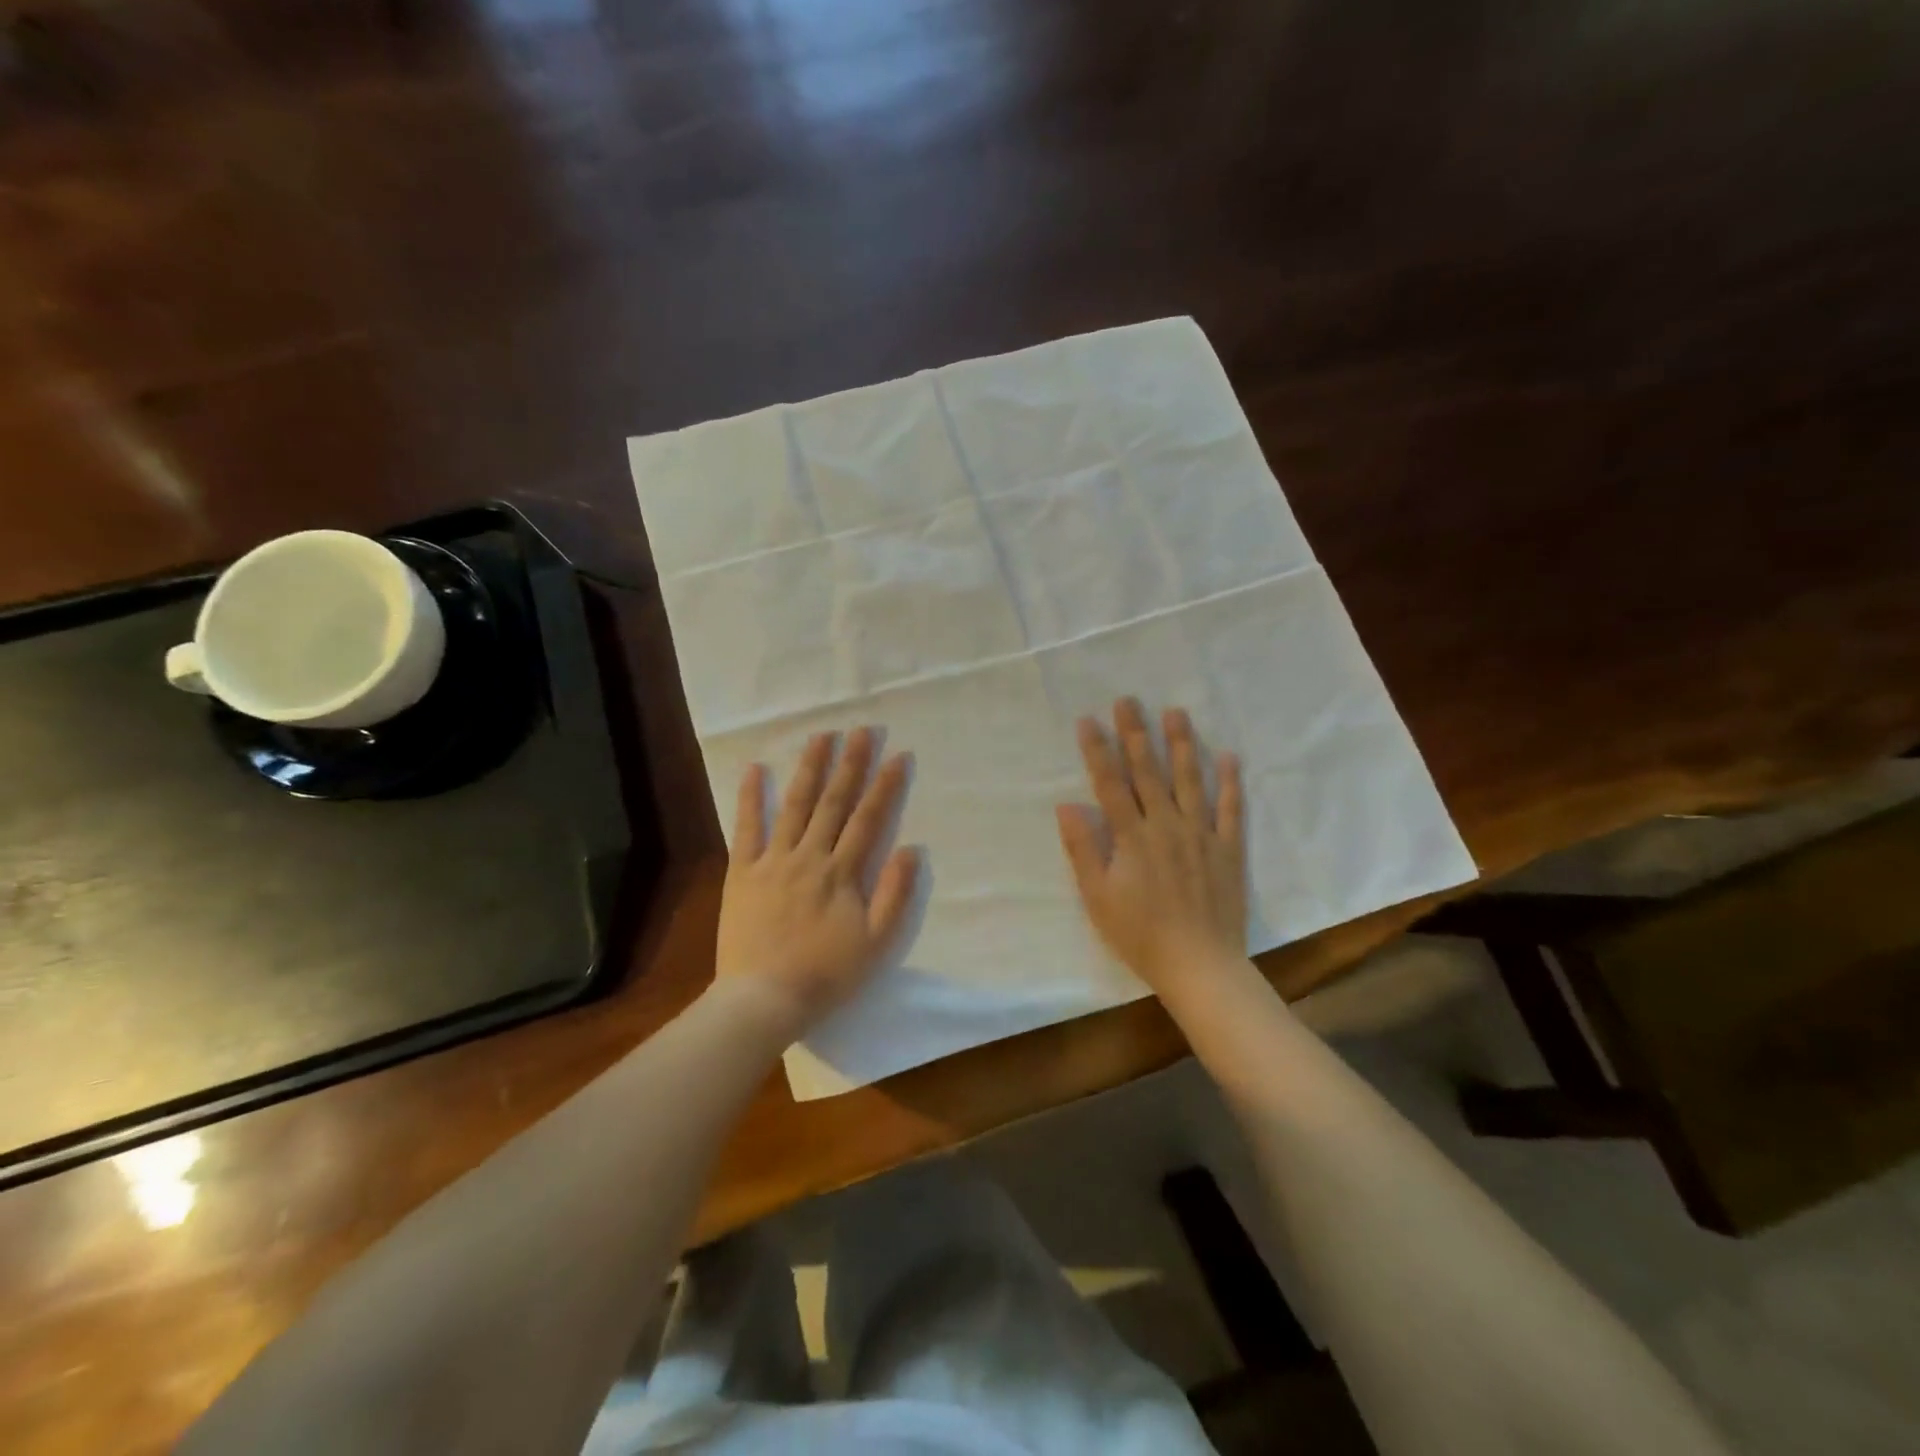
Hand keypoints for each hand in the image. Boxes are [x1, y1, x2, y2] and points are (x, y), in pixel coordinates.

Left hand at [715, 728, 917, 1037]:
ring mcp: (773, 860)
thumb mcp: (875, 943)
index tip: (898, 755)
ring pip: (794, 805)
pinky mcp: (742, 871)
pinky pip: (746, 828)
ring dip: (809, 769)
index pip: (868, 819)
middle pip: (833, 802)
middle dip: (850, 764)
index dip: (885, 786)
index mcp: (841, 872)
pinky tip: (754, 769)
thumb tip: (911, 850)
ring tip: (821, 736)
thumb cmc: (826, 975)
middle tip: (862, 730)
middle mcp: (809, 856)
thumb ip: (894, 894)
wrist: (763, 999)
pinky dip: (750, 798)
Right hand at [1056, 698, 1246, 1000]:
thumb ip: (1084, 849)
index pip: (1110, 783)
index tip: (1089, 719)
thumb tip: (1066, 805)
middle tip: (1129, 700)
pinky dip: (1231, 782)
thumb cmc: (1141, 934)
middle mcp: (1167, 825)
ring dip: (1182, 744)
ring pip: (1190, 780)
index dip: (1098, 750)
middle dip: (1135, 733)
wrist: (1201, 965)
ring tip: (1176, 712)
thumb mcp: (1098, 897)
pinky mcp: (1228, 849)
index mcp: (1132, 836)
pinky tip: (1229, 756)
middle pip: (1148, 771)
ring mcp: (1201, 834)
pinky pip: (1231, 809)